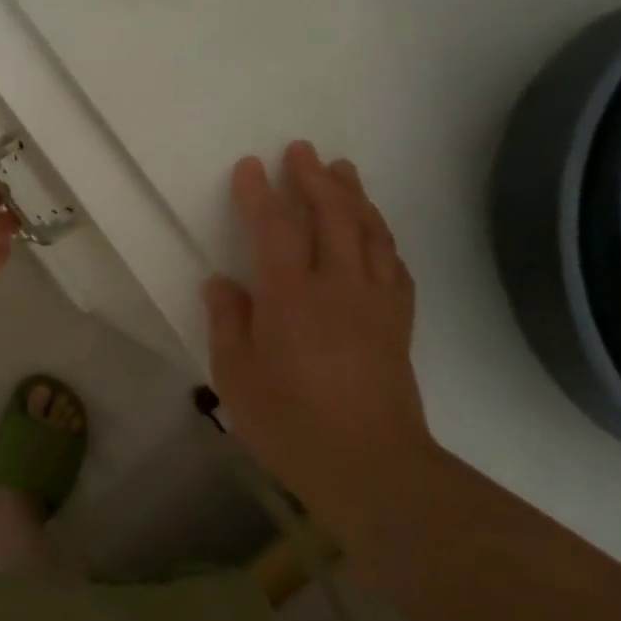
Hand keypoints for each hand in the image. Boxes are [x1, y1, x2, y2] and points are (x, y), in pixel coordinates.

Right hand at [203, 142, 437, 544]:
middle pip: (331, 217)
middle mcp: (338, 287)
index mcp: (291, 298)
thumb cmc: (292, 425)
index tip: (250, 166)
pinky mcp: (398, 323)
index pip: (275, 230)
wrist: (374, 470)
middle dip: (314, 178)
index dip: (260, 194)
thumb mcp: (237, 379)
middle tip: (301, 150)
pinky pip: (395, 266)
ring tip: (343, 170)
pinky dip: (384, 238)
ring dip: (354, 196)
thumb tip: (221, 283)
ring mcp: (375, 303)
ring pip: (369, 233)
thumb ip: (228, 323)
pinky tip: (377, 231)